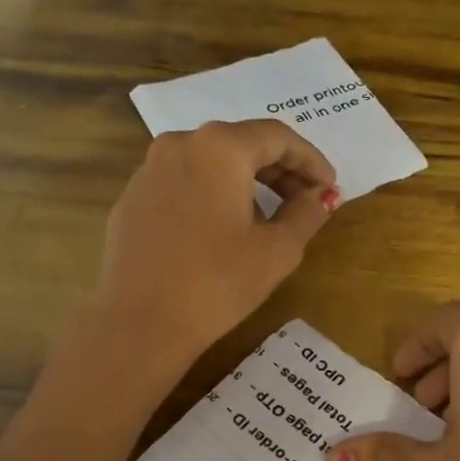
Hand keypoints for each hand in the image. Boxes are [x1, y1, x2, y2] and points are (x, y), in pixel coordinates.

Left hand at [92, 120, 338, 372]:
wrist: (141, 323)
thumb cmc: (218, 284)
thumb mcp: (277, 251)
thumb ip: (306, 214)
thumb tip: (320, 197)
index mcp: (220, 148)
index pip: (277, 137)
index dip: (310, 161)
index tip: (329, 187)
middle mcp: (179, 145)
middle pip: (240, 144)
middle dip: (278, 171)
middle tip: (304, 202)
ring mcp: (148, 171)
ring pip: (208, 164)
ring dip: (243, 183)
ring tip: (265, 219)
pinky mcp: (131, 200)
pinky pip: (181, 185)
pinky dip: (209, 197)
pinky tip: (219, 233)